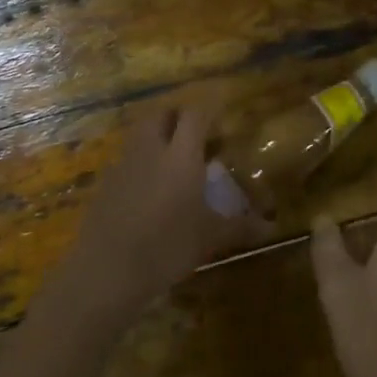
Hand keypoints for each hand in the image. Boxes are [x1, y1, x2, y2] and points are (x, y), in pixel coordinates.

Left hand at [54, 102, 271, 321]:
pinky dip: (140, 162)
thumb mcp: (210, 238)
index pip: (195, 113)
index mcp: (181, 155)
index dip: (210, 105)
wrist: (106, 272)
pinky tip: (149, 188)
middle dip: (178, 115)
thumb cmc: (166, 247)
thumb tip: (271, 228)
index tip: (222, 104)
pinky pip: (126, 160)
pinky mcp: (104, 185)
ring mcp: (123, 166)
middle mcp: (151, 151)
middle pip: (161, 114)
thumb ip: (240, 227)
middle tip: (195, 131)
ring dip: (157, 135)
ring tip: (173, 157)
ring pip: (140, 135)